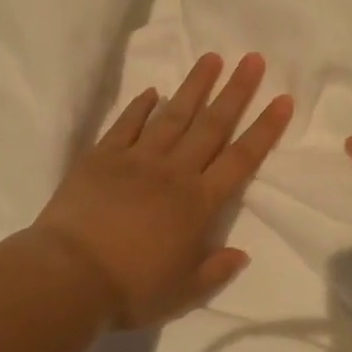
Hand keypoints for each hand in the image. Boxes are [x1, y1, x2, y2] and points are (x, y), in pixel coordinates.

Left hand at [33, 53, 293, 328]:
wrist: (69, 277)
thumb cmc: (130, 289)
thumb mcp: (182, 293)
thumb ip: (215, 271)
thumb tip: (242, 254)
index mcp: (199, 203)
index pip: (241, 159)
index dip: (265, 129)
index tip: (282, 99)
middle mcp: (174, 172)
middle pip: (212, 124)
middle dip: (236, 91)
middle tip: (252, 59)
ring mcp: (137, 159)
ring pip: (173, 114)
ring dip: (195, 86)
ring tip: (212, 58)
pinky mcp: (102, 156)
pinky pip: (127, 124)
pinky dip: (141, 106)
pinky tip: (153, 91)